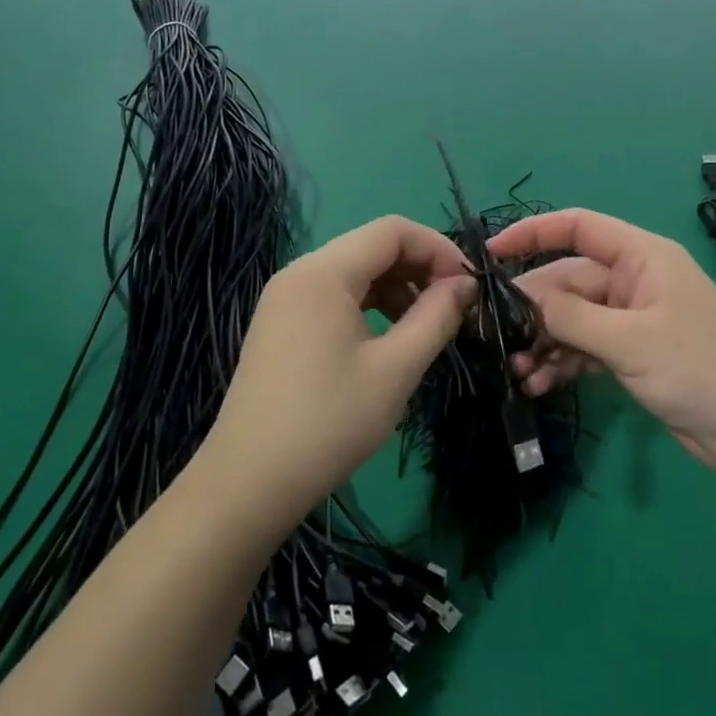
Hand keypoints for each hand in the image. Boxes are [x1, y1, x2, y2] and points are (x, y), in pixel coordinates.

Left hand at [207, 216, 474, 527]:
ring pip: (356, 271)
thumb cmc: (329, 421)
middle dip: (420, 268)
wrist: (248, 486)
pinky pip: (336, 295)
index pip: (393, 230)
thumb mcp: (397, 368)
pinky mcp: (281, 324)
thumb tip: (466, 283)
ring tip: (424, 327)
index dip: (438, 248)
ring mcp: (285, 299)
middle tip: (453, 306)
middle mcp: (300, 273)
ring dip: (397, 288)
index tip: (468, 285)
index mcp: (324, 272)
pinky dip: (370, 305)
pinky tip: (388, 340)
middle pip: (373, 246)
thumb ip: (438, 316)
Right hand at [487, 210, 715, 469]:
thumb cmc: (695, 368)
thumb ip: (571, 316)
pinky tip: (539, 385)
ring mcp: (634, 317)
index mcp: (642, 257)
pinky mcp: (633, 352)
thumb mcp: (628, 340)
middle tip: (497, 338)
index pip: (579, 227)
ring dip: (545, 341)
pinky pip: (587, 346)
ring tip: (518, 372)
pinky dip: (564, 361)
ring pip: (575, 318)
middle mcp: (635, 280)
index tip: (492, 254)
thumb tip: (521, 297)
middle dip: (535, 308)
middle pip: (571, 280)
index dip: (533, 233)